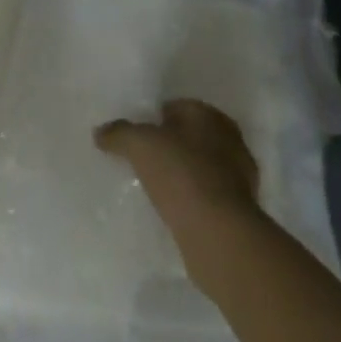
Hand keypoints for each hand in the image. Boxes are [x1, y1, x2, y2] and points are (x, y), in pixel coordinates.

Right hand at [97, 99, 264, 288]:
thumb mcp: (139, 145)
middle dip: (173, 145)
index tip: (139, 134)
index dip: (156, 118)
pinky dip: (195, 199)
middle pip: (193, 136)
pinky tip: (176, 209)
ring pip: (204, 166)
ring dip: (186, 173)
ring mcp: (240, 178)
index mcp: (209, 115)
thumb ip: (119, 133)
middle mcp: (230, 140)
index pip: (178, 106)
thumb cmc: (180, 174)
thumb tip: (100, 132)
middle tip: (147, 159)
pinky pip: (210, 196)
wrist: (219, 235)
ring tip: (159, 187)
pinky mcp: (241, 211)